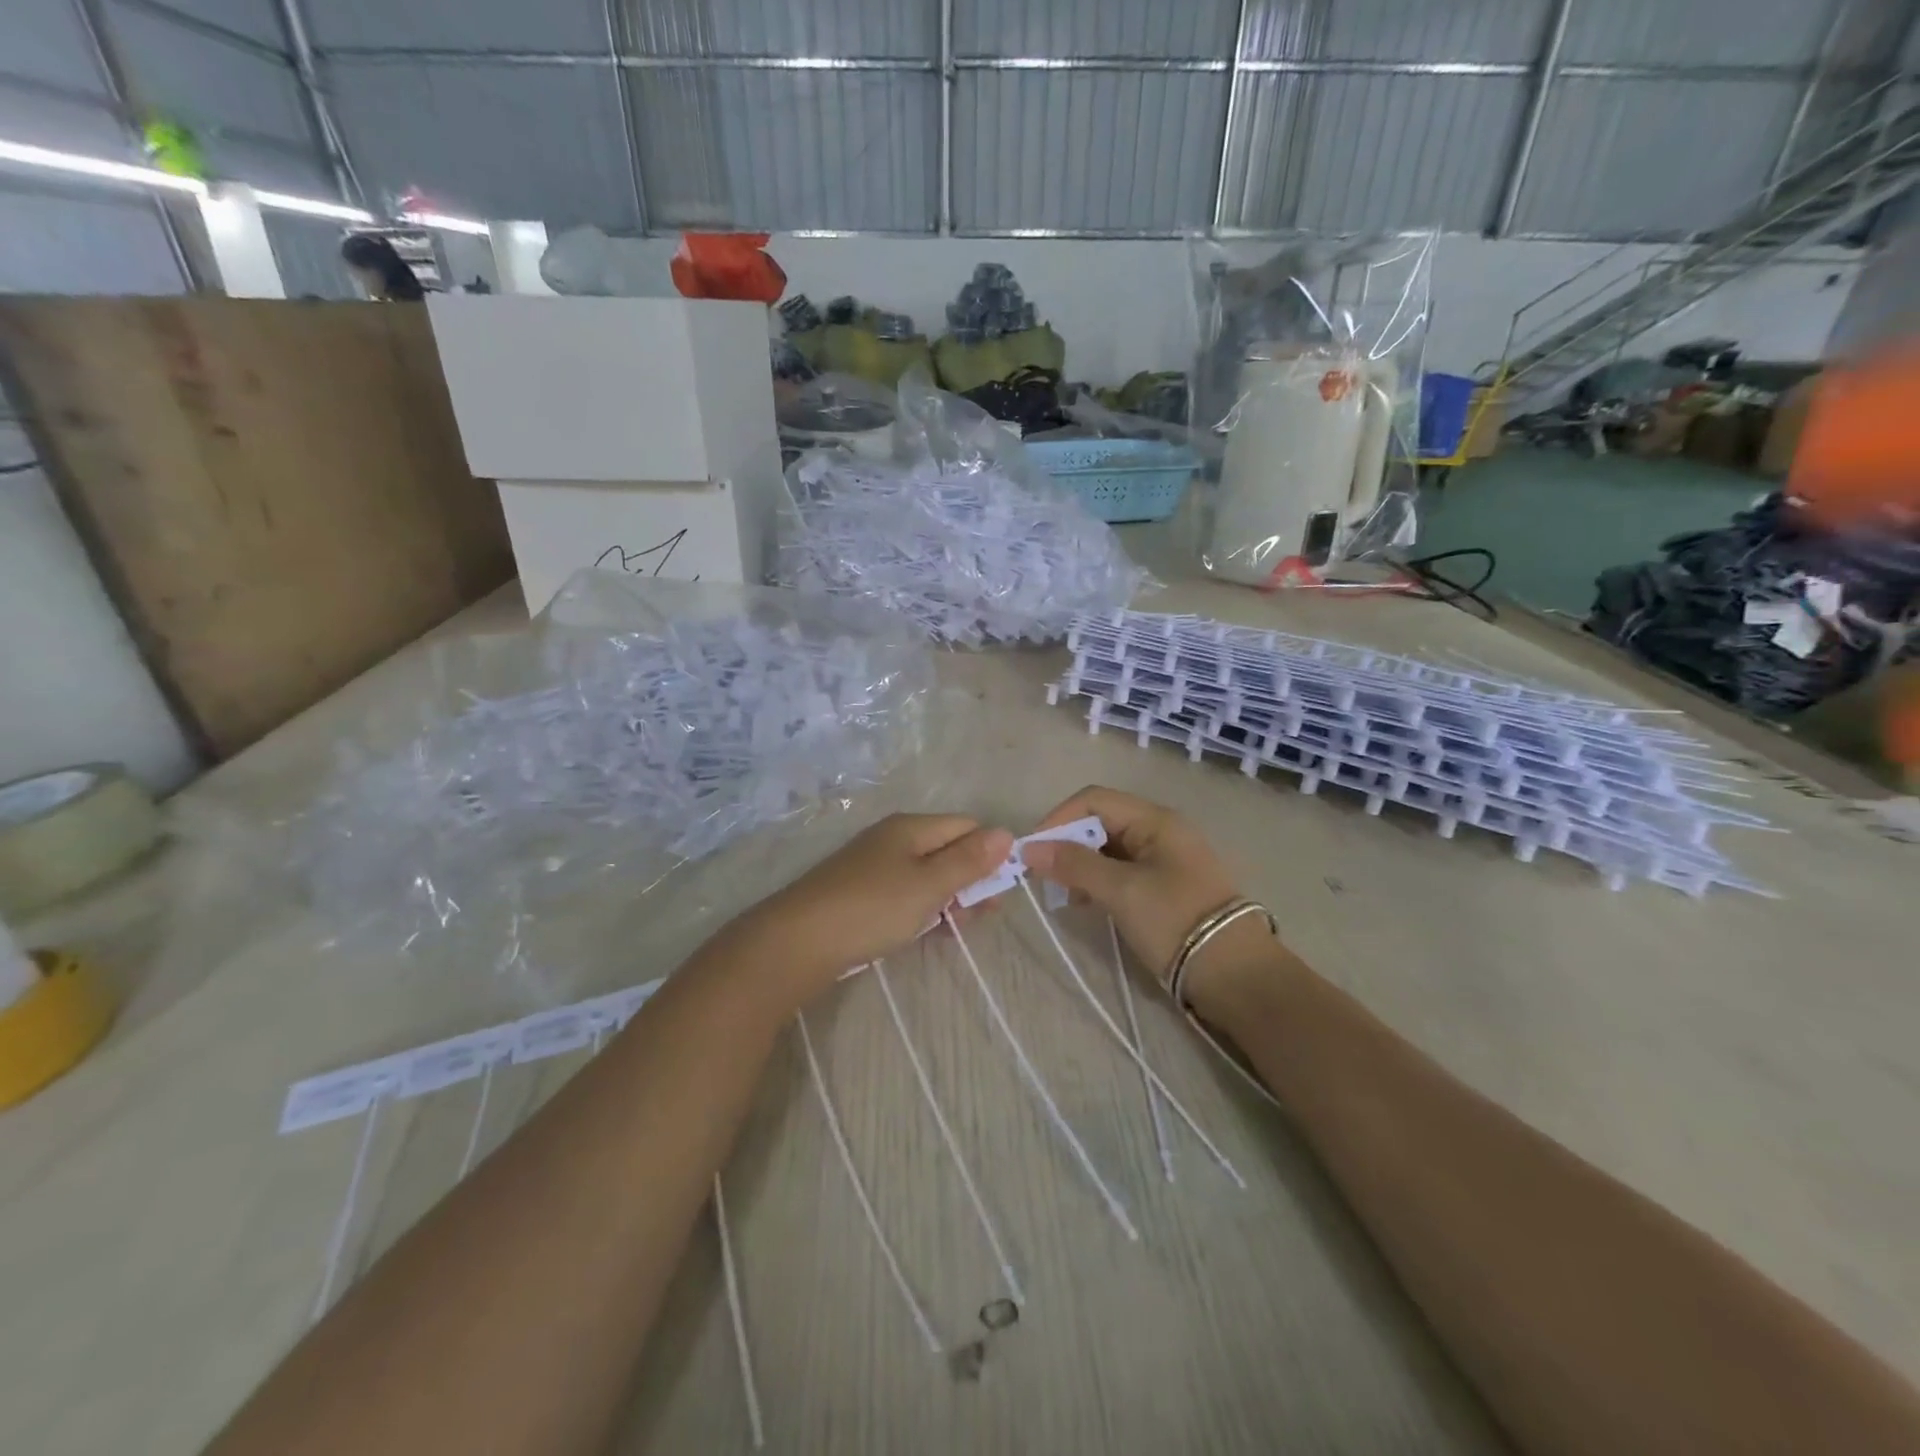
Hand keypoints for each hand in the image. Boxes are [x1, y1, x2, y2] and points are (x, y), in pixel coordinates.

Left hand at [727, 813, 1013, 1006]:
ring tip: (955, 929)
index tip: (1000, 890)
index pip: (966, 826)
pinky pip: (906, 893)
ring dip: (948, 898)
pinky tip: (928, 931)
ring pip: (927, 875)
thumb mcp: (928, 885)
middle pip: (948, 849)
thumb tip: (1006, 832)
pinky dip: (923, 909)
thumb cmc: (871, 908)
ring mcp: (875, 866)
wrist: (797, 942)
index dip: (989, 853)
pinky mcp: (862, 893)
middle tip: (980, 916)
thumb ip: (968, 861)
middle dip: (970, 879)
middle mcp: (894, 839)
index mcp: (911, 827)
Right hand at [1022, 786, 1283, 1007]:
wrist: (1235, 975)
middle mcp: (1160, 830)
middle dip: (1067, 844)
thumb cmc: (1176, 921)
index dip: (1058, 819)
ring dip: (1081, 865)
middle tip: (1044, 876)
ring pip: (1108, 848)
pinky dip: (1098, 881)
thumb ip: (1075, 865)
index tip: (1032, 852)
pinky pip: (1121, 870)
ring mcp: (1165, 859)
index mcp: (1155, 820)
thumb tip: (1029, 848)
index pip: (1093, 800)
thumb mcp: (1121, 891)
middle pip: (1100, 821)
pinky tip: (1088, 903)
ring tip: (1065, 895)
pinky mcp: (1165, 886)